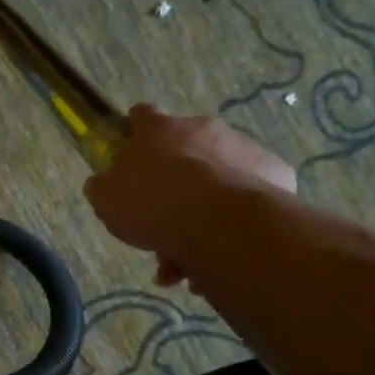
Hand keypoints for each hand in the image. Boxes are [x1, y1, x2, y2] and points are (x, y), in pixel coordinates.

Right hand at [85, 104, 295, 285]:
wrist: (216, 221)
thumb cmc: (151, 205)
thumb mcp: (107, 200)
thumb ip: (104, 187)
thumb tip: (102, 183)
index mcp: (157, 130)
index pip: (141, 115)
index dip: (136, 132)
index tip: (134, 152)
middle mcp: (201, 128)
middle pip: (184, 151)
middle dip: (175, 183)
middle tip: (163, 223)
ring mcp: (241, 147)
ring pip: (216, 178)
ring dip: (202, 209)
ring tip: (190, 258)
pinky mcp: (273, 171)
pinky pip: (248, 194)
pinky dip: (235, 216)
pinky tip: (223, 247)